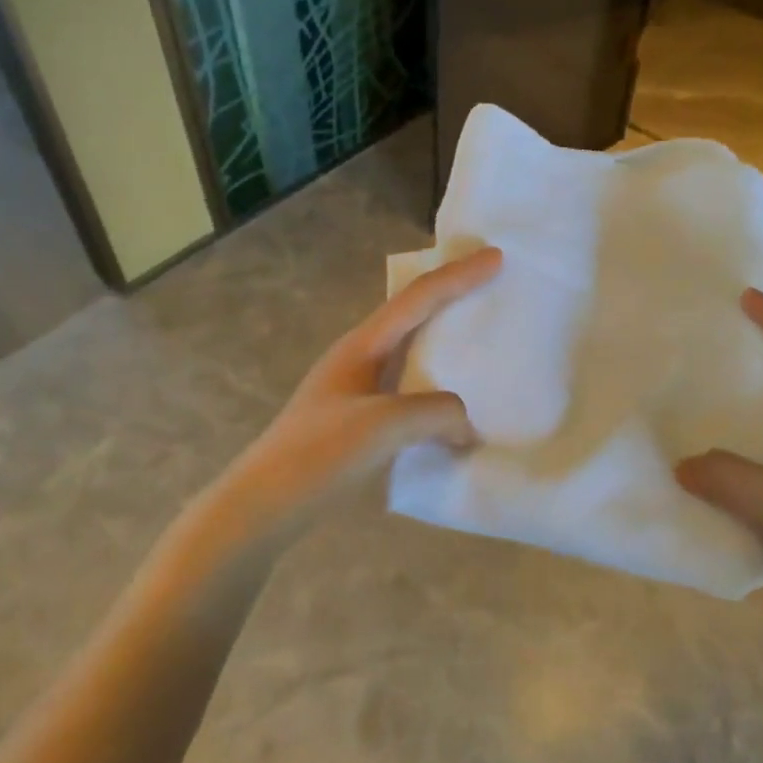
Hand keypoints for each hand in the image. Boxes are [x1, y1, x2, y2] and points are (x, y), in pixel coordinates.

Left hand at [219, 247, 502, 520]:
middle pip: (413, 315)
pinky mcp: (359, 423)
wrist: (265, 505)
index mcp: (363, 345)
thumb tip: (464, 426)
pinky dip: (438, 390)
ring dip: (446, 346)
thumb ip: (437, 413)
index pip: (419, 298)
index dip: (459, 275)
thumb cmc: (320, 454)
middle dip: (452, 298)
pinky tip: (455, 411)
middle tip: (491, 290)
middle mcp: (360, 358)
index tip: (497, 257)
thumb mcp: (385, 425)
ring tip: (481, 348)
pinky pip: (410, 392)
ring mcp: (357, 391)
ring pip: (412, 354)